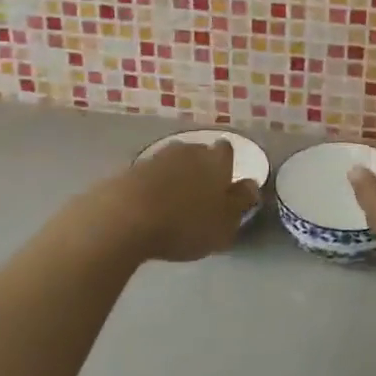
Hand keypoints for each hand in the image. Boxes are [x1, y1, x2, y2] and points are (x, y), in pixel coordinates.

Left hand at [77, 141, 259, 264]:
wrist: (124, 218)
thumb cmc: (184, 224)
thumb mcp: (224, 224)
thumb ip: (240, 203)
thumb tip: (251, 185)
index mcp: (216, 161)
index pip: (227, 151)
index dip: (226, 166)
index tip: (224, 185)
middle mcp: (188, 151)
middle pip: (199, 154)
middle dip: (200, 170)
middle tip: (199, 197)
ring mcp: (156, 158)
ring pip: (173, 163)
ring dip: (175, 178)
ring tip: (172, 204)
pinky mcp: (129, 169)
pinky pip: (149, 177)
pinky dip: (152, 188)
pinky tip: (147, 208)